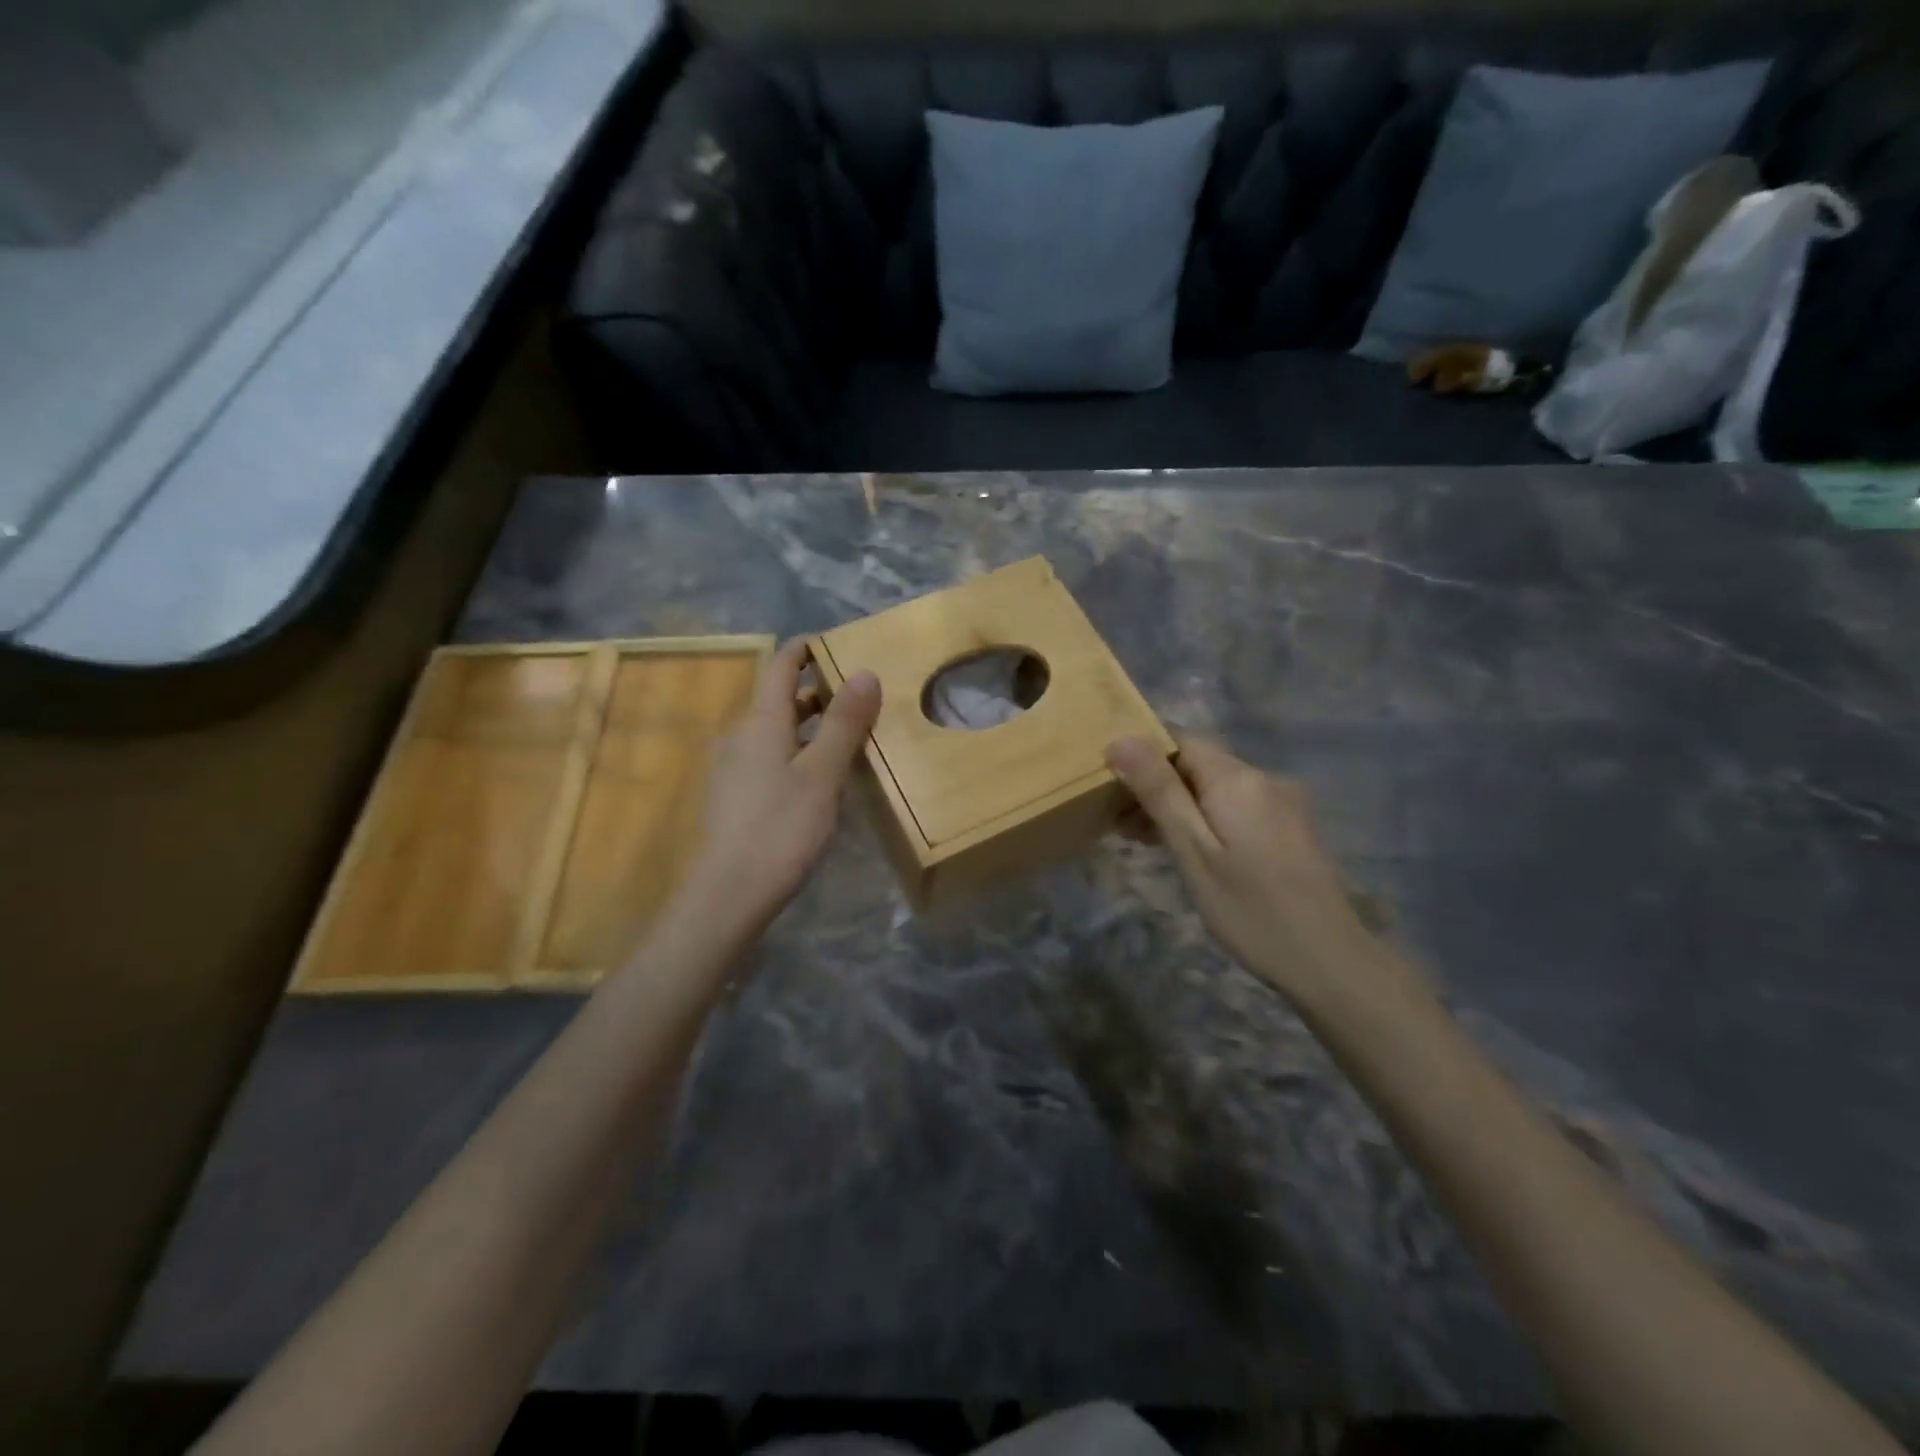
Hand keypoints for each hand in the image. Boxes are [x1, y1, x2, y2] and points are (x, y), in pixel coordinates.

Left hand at [683, 639, 880, 933]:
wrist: (730, 893)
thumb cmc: (781, 827)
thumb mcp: (823, 774)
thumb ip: (844, 723)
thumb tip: (865, 672)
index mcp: (761, 722)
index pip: (780, 667)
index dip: (804, 650)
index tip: (833, 643)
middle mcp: (740, 736)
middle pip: (778, 700)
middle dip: (816, 692)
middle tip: (856, 696)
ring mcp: (732, 768)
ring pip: (774, 732)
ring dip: (808, 726)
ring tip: (845, 737)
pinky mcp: (733, 797)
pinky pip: (768, 758)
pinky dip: (795, 753)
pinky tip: (817, 779)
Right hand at [1106, 736, 1381, 1003]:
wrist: (1330, 961)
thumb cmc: (1250, 908)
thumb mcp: (1193, 851)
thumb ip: (1159, 793)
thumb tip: (1122, 739)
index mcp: (1238, 779)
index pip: (1180, 742)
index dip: (1143, 759)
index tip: (1112, 791)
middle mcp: (1265, 779)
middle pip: (1198, 765)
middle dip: (1158, 787)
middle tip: (1121, 827)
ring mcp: (1284, 803)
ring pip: (1217, 788)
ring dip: (1180, 806)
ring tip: (1147, 842)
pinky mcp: (1292, 828)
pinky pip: (1239, 807)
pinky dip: (1208, 819)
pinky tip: (1193, 851)